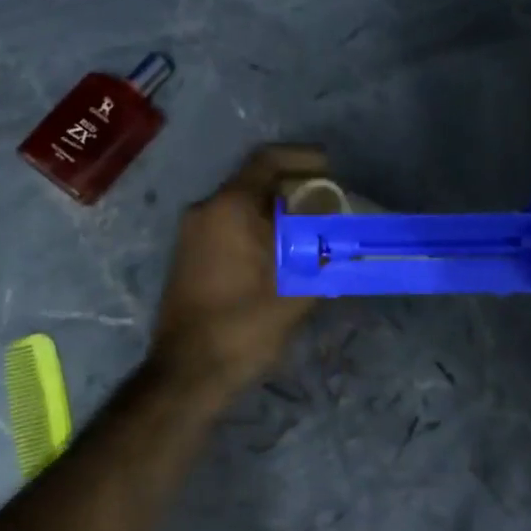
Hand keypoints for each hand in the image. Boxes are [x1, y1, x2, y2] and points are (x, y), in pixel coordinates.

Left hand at [148, 146, 326, 396]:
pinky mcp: (189, 255)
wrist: (186, 372)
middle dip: (295, 188)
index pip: (268, 160)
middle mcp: (205, 210)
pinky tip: (283, 253)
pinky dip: (258, 228)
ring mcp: (193, 233)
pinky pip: (228, 225)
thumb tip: (343, 225)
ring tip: (313, 231)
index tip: (333, 170)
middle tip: (330, 204)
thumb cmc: (242, 327)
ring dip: (278, 211)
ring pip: (242, 205)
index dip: (303, 158)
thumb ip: (323, 250)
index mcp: (228, 208)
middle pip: (255, 180)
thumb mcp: (294, 289)